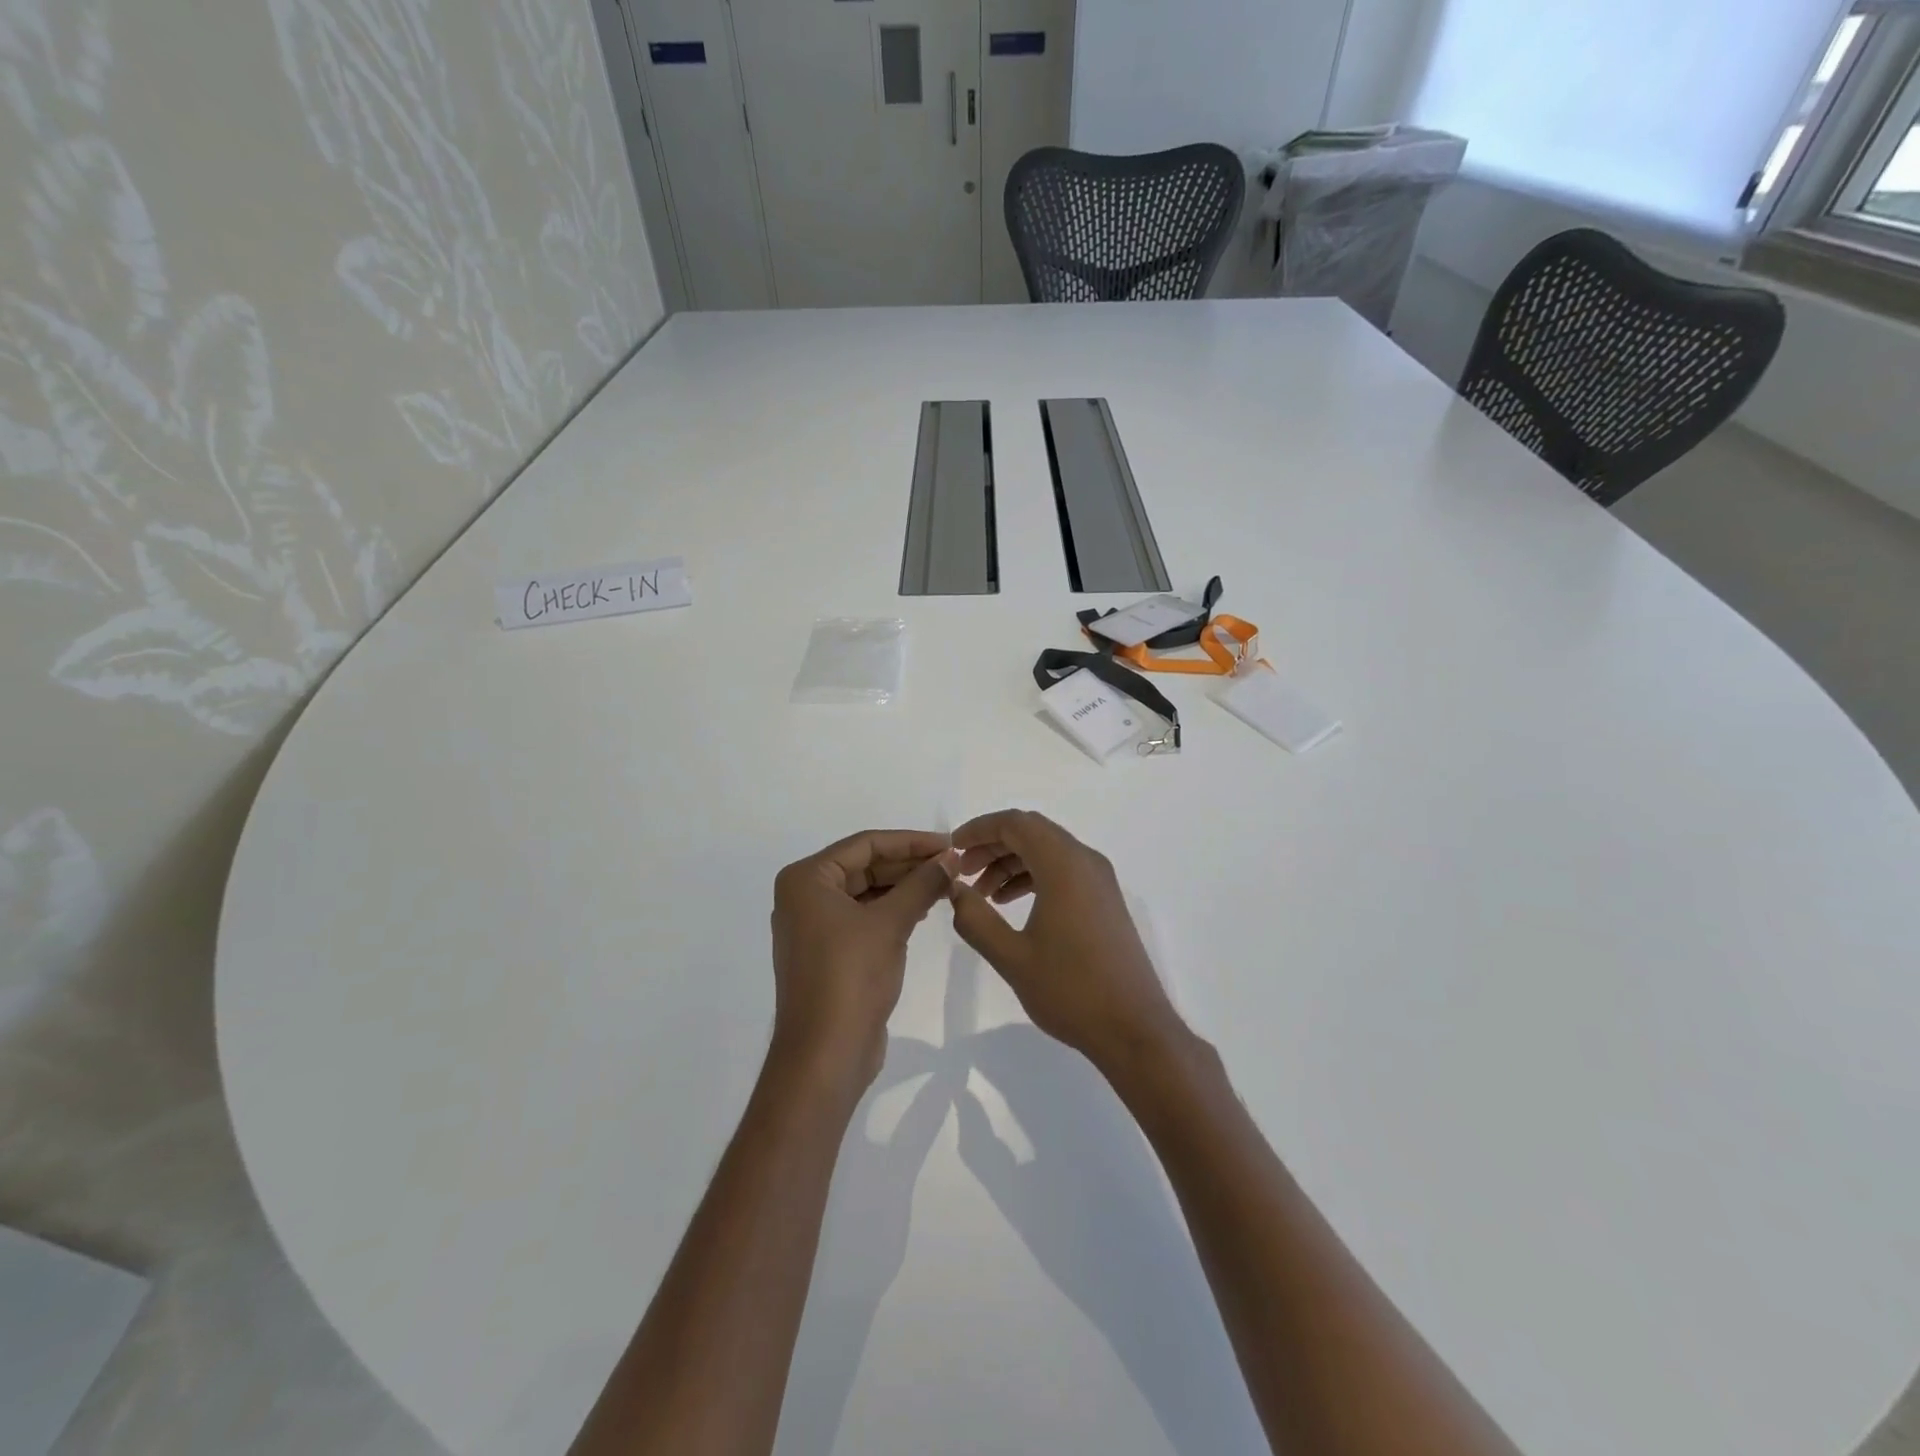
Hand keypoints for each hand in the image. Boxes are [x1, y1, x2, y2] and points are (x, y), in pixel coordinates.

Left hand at [770, 830, 956, 1090]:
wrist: (825, 1055)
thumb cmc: (850, 977)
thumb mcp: (891, 923)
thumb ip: (923, 884)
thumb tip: (952, 857)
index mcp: (807, 879)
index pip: (865, 844)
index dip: (911, 841)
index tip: (950, 844)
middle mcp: (804, 896)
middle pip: (865, 866)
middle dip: (910, 864)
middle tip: (954, 864)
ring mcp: (815, 926)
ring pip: (867, 892)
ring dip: (905, 887)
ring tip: (947, 884)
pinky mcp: (829, 952)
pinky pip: (865, 917)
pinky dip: (894, 910)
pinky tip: (925, 909)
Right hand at [949, 811, 1186, 1076]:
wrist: (1134, 1028)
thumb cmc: (1071, 990)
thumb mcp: (1012, 957)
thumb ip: (975, 918)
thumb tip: (954, 889)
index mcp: (1064, 865)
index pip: (1016, 823)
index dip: (980, 829)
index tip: (952, 849)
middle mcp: (1085, 861)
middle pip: (1032, 832)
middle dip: (993, 845)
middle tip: (963, 872)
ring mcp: (1100, 880)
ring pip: (1047, 851)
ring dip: (1012, 863)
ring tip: (982, 894)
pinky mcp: (1105, 900)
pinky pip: (1063, 870)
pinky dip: (1033, 876)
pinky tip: (1011, 905)